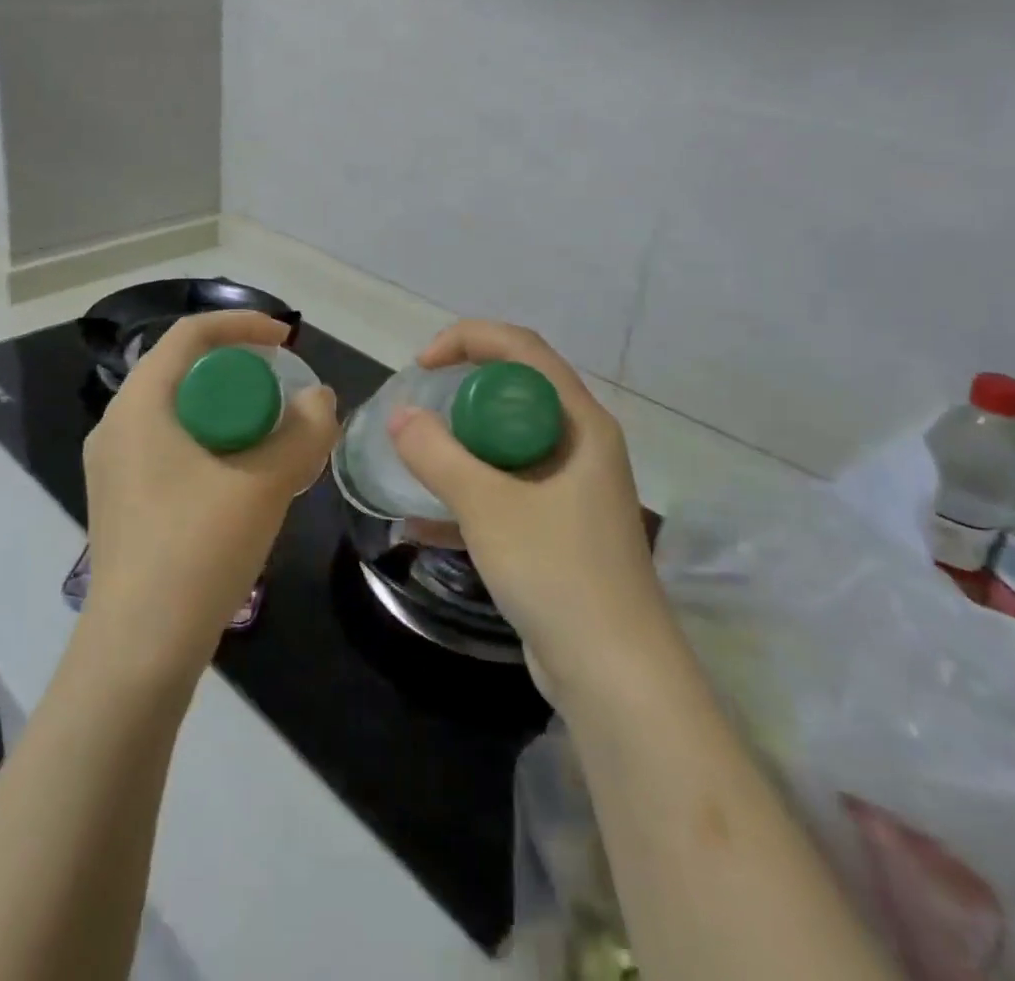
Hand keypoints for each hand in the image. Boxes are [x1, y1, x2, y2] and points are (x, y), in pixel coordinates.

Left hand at [80, 311, 337, 683]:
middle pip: (184, 371)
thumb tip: (319, 399)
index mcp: (140, 404)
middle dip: (239, 372)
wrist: (138, 649)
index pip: (189, 334)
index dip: (242, 324)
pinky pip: (171, 447)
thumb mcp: (265, 484)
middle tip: (283, 393)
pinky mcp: (121, 500)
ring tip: (272, 437)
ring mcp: (114, 466)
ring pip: (179, 413)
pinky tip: (243, 480)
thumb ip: (302, 431)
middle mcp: (117, 425)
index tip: (286, 340)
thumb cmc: (197, 550)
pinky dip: (211, 444)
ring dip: (228, 412)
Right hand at [388, 321, 665, 701]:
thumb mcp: (488, 507)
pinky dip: (469, 494)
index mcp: (580, 423)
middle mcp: (581, 445)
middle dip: (462, 393)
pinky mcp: (558, 527)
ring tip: (417, 459)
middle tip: (418, 414)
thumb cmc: (558, 573)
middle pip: (516, 391)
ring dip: (461, 446)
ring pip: (508, 443)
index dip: (470, 340)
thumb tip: (400, 416)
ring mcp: (571, 488)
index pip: (523, 350)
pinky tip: (422, 525)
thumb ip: (438, 456)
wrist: (615, 675)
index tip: (422, 365)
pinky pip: (507, 489)